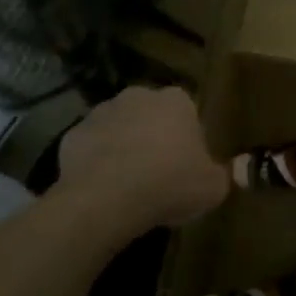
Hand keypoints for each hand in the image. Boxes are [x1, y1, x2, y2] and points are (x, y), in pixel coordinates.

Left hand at [57, 85, 228, 230]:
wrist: (105, 199)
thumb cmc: (169, 184)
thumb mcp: (213, 187)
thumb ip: (222, 175)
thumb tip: (223, 173)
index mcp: (176, 101)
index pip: (188, 112)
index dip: (188, 139)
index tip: (188, 165)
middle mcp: (138, 96)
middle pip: (151, 115)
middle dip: (154, 137)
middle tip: (159, 173)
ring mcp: (101, 113)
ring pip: (119, 128)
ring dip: (124, 147)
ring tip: (129, 184)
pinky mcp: (72, 135)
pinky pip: (91, 148)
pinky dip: (96, 163)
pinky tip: (103, 189)